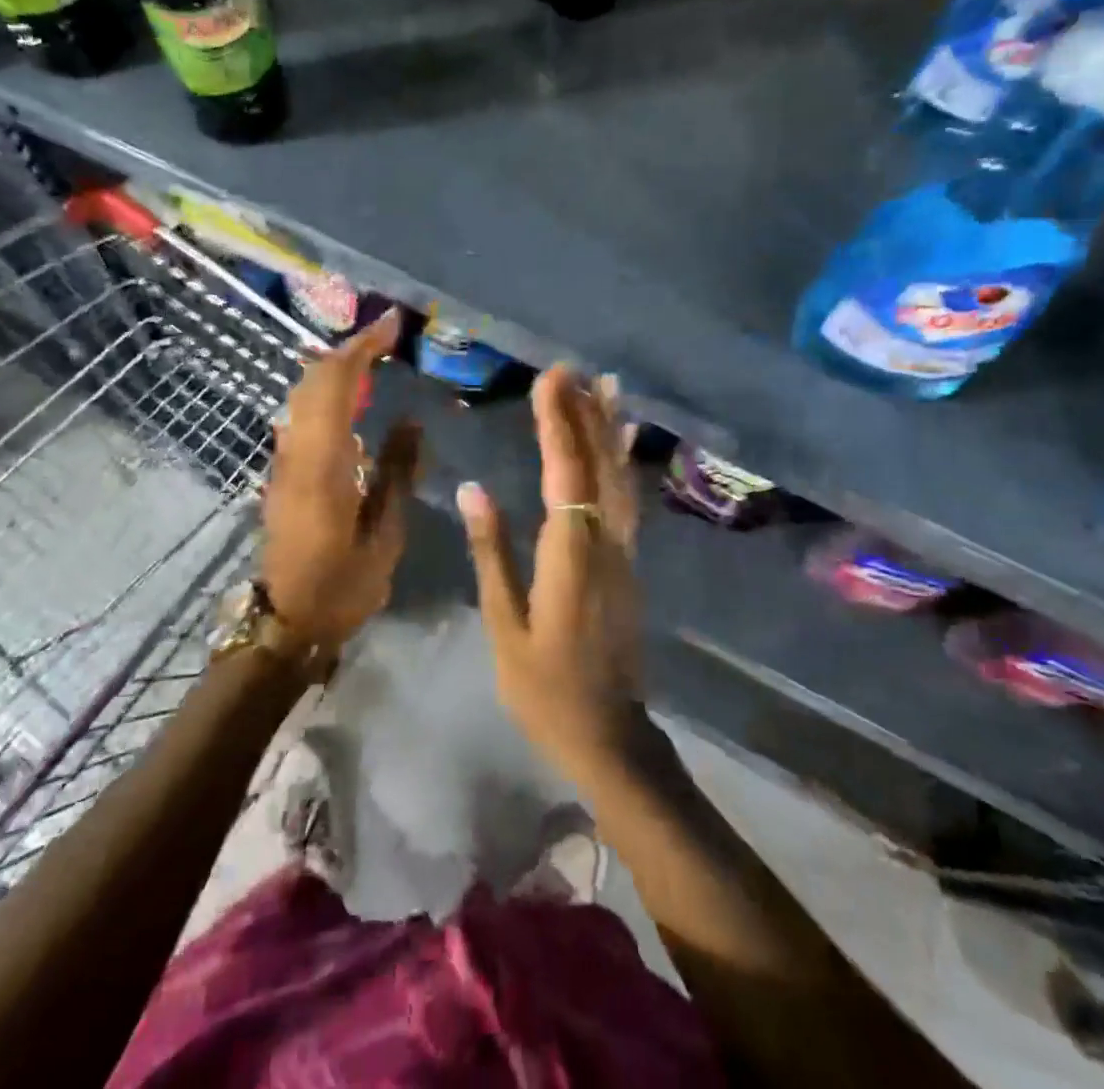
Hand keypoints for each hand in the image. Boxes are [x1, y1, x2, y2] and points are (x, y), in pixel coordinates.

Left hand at [263, 310, 420, 649]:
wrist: (287, 621)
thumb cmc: (343, 585)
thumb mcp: (385, 533)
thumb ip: (397, 471)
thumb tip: (412, 420)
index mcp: (323, 464)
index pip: (337, 384)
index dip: (364, 347)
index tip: (394, 324)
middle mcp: (296, 451)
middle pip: (314, 379)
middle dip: (351, 348)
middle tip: (390, 335)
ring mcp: (284, 460)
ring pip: (304, 394)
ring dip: (337, 367)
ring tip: (376, 357)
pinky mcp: (283, 471)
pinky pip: (303, 414)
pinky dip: (328, 391)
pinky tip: (354, 398)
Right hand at [457, 366, 645, 784]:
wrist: (608, 734)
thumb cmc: (544, 687)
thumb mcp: (506, 624)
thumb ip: (492, 552)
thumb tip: (472, 488)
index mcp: (570, 556)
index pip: (566, 474)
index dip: (558, 423)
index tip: (548, 380)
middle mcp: (606, 543)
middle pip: (599, 465)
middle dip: (584, 412)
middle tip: (570, 369)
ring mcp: (625, 551)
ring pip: (621, 477)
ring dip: (611, 428)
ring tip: (606, 385)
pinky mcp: (630, 562)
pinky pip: (629, 498)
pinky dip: (625, 461)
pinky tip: (623, 441)